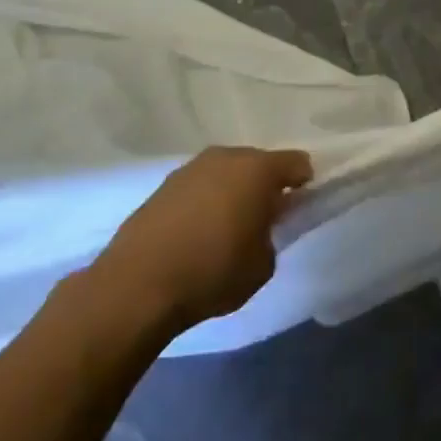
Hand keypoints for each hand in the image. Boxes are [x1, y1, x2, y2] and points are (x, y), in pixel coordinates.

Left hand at [91, 146, 312, 335]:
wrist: (137, 284)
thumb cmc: (213, 271)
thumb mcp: (262, 264)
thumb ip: (271, 236)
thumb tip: (259, 227)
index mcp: (257, 169)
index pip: (296, 162)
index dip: (303, 182)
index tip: (299, 206)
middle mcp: (225, 157)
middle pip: (258, 163)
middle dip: (265, 185)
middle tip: (265, 219)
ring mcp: (191, 168)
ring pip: (226, 172)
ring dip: (233, 191)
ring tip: (228, 227)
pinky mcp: (164, 185)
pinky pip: (199, 186)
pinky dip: (206, 200)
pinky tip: (198, 231)